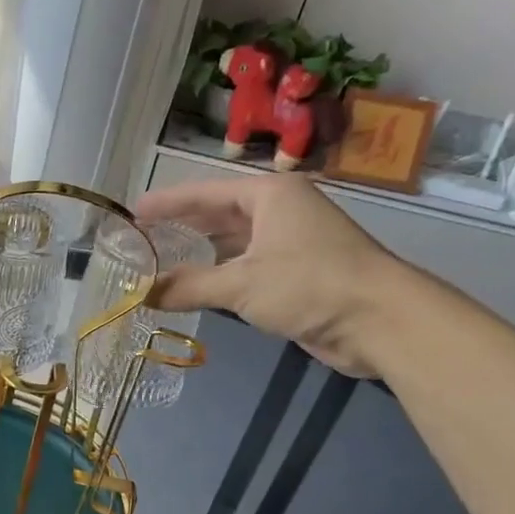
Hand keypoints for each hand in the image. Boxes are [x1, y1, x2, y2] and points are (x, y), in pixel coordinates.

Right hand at [135, 173, 407, 375]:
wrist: (380, 320)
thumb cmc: (310, 285)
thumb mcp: (241, 284)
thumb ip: (187, 287)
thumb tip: (140, 295)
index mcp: (270, 195)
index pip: (206, 193)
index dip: (168, 203)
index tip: (134, 212)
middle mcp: (281, 211)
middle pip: (219, 215)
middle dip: (182, 227)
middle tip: (142, 238)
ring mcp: (292, 243)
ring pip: (234, 244)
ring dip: (200, 255)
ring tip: (159, 262)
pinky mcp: (298, 274)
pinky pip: (247, 268)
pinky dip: (220, 276)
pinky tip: (195, 287)